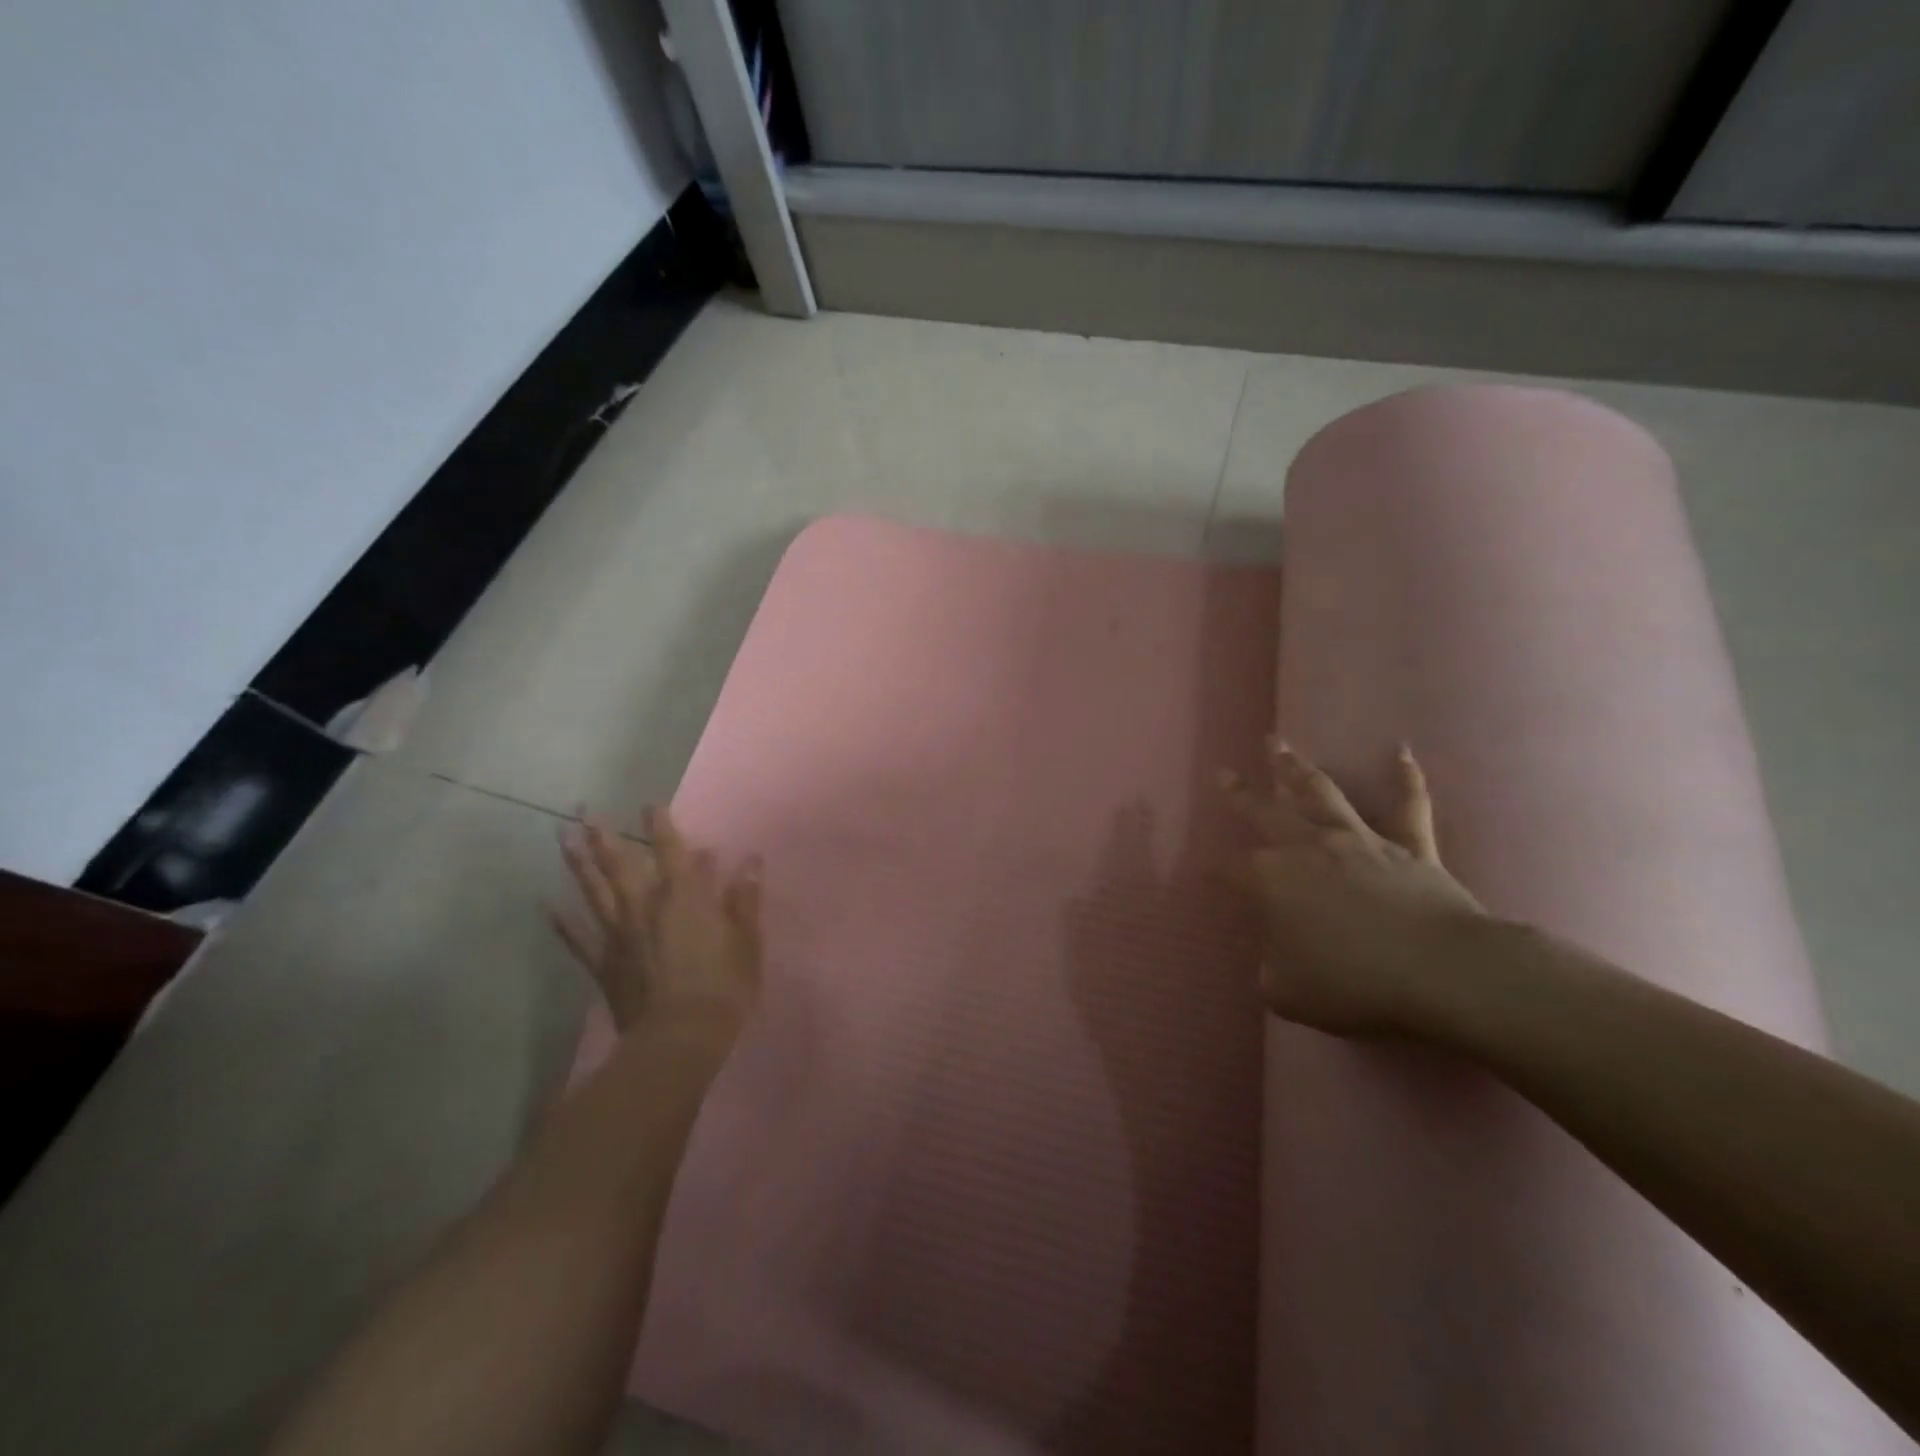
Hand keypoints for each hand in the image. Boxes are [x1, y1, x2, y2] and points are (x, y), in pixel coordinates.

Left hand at [552, 807, 762, 1044]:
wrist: (679, 1040)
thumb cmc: (722, 988)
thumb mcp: (747, 942)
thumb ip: (744, 900)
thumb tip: (749, 861)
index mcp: (683, 898)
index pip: (671, 851)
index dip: (661, 826)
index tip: (650, 803)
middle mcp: (645, 907)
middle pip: (620, 865)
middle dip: (604, 837)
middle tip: (584, 812)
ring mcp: (619, 936)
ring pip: (594, 893)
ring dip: (578, 865)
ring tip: (562, 840)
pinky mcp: (604, 964)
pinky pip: (579, 940)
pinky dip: (563, 923)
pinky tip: (548, 906)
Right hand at [1222, 741, 1483, 1037]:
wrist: (1443, 974)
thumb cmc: (1355, 985)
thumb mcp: (1289, 993)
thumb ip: (1271, 972)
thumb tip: (1275, 961)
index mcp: (1272, 881)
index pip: (1230, 870)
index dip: (1213, 870)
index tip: (1202, 870)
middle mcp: (1308, 850)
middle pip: (1266, 813)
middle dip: (1240, 793)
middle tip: (1223, 772)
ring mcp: (1360, 842)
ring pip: (1320, 793)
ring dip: (1295, 768)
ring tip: (1278, 744)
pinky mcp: (1410, 848)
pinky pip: (1409, 806)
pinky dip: (1407, 778)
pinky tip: (1403, 752)